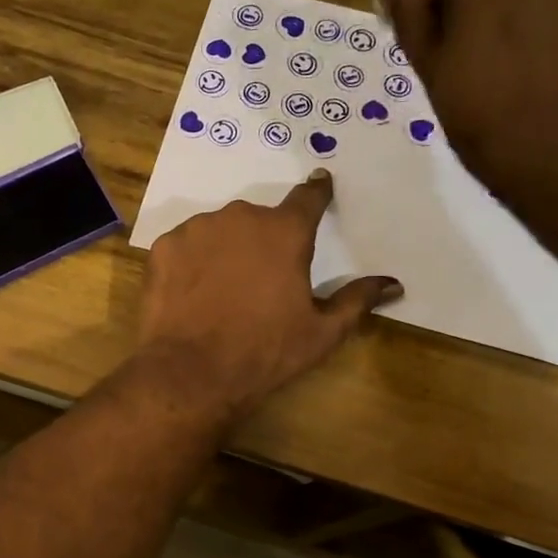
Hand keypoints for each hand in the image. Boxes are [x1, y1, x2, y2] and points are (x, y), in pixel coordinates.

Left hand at [138, 171, 401, 423]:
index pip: (308, 198)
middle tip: (259, 279)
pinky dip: (192, 262)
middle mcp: (241, 218)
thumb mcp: (321, 332)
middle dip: (262, 241)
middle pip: (258, 220)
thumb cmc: (265, 353)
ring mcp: (197, 229)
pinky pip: (185, 246)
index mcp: (285, 232)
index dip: (316, 193)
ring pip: (218, 230)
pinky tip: (192, 293)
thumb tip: (393, 283)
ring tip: (222, 290)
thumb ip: (357, 299)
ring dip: (225, 249)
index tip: (320, 185)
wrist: (191, 373)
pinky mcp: (163, 247)